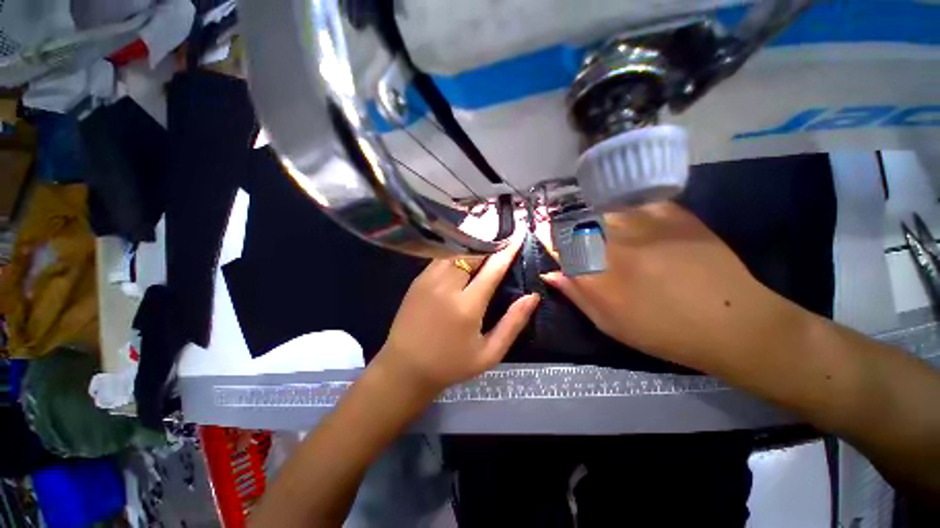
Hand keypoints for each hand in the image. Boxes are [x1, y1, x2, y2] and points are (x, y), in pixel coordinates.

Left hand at [376, 233, 538, 395]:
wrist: (405, 368)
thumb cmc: (450, 364)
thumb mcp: (489, 353)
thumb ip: (513, 323)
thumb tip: (532, 297)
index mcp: (467, 306)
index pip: (492, 268)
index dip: (508, 250)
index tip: (519, 235)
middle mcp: (446, 286)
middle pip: (472, 253)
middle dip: (490, 243)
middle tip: (503, 238)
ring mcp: (428, 280)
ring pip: (455, 251)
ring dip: (473, 245)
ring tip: (487, 243)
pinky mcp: (417, 279)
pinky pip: (442, 258)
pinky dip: (457, 252)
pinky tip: (464, 255)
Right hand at [539, 201, 776, 371]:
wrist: (731, 323)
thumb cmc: (661, 330)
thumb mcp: (609, 322)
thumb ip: (576, 294)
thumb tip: (550, 273)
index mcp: (596, 273)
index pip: (558, 244)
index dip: (546, 235)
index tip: (542, 231)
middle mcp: (613, 244)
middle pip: (576, 221)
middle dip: (566, 223)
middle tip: (568, 228)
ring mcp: (644, 225)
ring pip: (602, 208)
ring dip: (590, 213)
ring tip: (594, 221)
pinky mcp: (672, 214)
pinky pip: (635, 201)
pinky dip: (622, 205)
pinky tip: (624, 214)